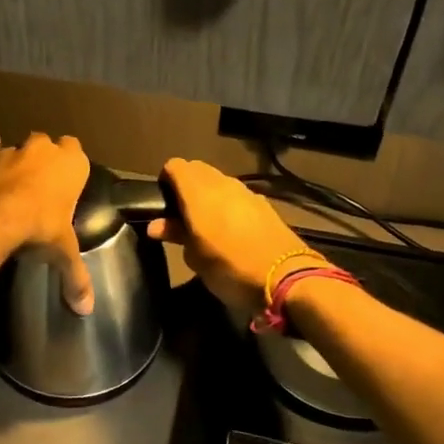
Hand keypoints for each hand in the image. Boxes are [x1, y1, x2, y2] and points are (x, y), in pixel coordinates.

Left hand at [0, 132, 93, 312]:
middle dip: (46, 159)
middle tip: (42, 186)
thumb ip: (76, 278)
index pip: (78, 152)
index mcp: (71, 166)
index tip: (68, 181)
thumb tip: (87, 309)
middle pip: (48, 145)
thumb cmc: (38, 228)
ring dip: (18, 161)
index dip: (72, 165)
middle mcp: (43, 150)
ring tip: (14, 184)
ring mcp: (12, 151)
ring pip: (19, 148)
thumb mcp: (62, 253)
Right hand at [146, 158, 315, 312]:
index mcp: (198, 192)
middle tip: (182, 216)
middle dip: (186, 186)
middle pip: (197, 170)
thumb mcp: (195, 257)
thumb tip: (156, 225)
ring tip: (207, 226)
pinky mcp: (264, 204)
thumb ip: (176, 234)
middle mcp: (222, 183)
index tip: (163, 205)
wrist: (286, 278)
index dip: (165, 181)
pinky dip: (229, 205)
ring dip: (209, 196)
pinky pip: (238, 196)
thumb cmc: (229, 268)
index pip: (174, 166)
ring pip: (219, 182)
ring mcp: (246, 192)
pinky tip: (232, 231)